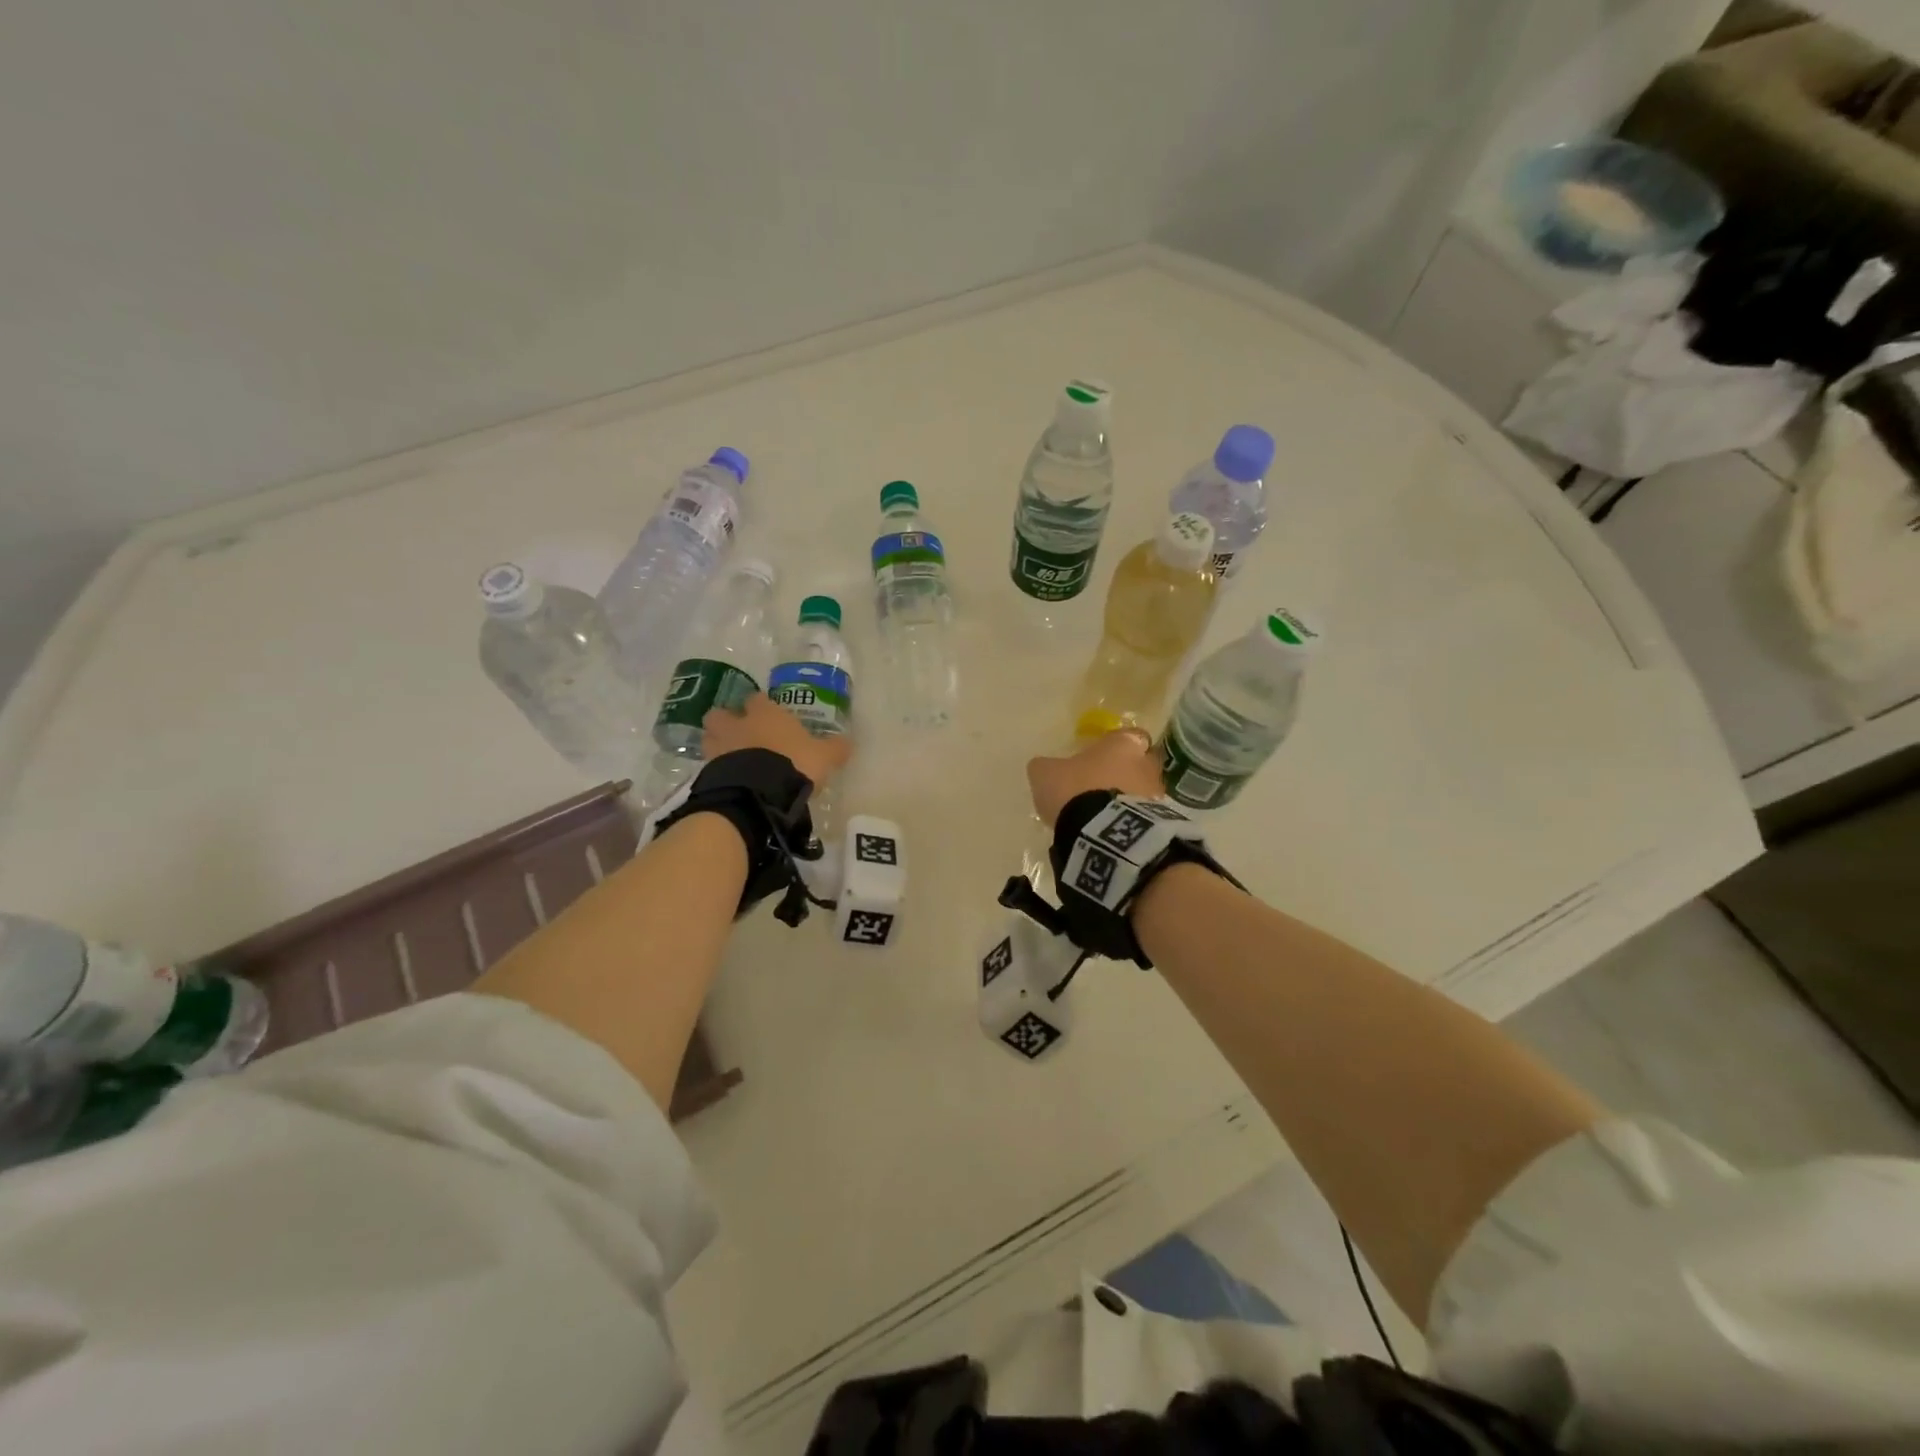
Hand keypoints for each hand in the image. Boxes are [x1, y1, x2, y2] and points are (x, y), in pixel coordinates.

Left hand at [703, 693, 851, 790]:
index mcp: (765, 713)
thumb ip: (834, 748)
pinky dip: (717, 770)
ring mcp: (719, 747)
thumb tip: (847, 743)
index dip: (760, 706)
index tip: (766, 715)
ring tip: (731, 758)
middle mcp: (738, 724)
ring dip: (717, 744)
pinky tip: (729, 780)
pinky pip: (710, 765)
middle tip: (739, 734)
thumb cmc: (795, 763)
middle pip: (722, 714)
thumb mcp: (823, 756)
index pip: (757, 699)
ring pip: (710, 738)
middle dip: (727, 721)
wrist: (760, 792)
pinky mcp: (709, 771)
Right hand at [1026, 728, 1165, 828]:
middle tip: (1102, 787)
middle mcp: (1146, 764)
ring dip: (1129, 799)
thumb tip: (1043, 766)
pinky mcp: (1159, 822)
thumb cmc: (1076, 791)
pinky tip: (1112, 832)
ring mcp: (1157, 794)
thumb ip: (1047, 766)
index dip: (1117, 746)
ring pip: (1144, 791)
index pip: (1130, 735)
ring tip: (1105, 816)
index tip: (1102, 757)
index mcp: (1122, 744)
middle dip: (1125, 773)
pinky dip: (1132, 821)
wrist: (1103, 833)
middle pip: (1140, 763)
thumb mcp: (1046, 774)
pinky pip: (1145, 817)